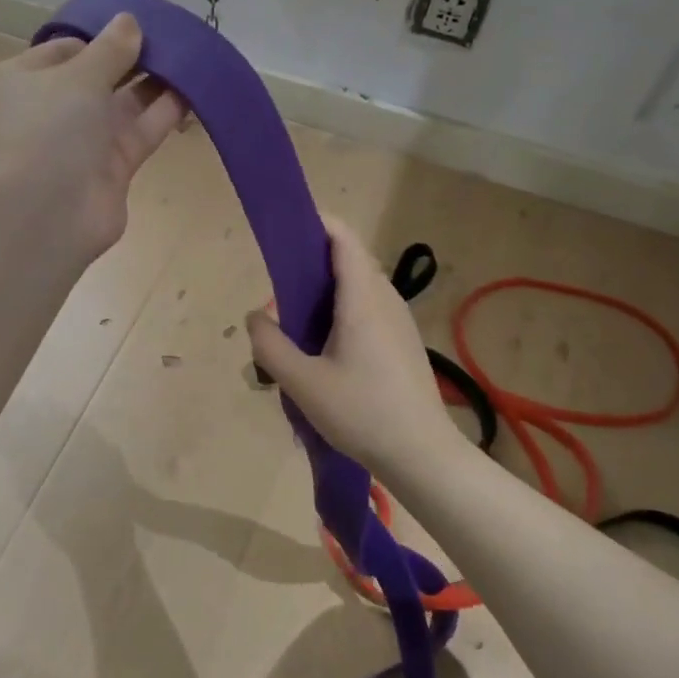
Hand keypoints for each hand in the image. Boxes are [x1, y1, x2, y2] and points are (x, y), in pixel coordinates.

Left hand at [0, 14, 185, 260]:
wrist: (42, 216)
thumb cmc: (46, 131)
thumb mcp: (77, 77)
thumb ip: (109, 49)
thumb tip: (129, 20)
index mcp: (27, 79)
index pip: (67, 49)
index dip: (102, 36)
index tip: (139, 23)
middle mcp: (54, 108)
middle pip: (100, 76)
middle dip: (134, 57)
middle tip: (174, 36)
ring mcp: (84, 141)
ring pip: (126, 104)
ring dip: (156, 82)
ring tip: (193, 56)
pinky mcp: (113, 168)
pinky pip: (143, 131)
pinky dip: (167, 112)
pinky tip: (196, 90)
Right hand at [245, 217, 468, 483]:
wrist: (423, 455)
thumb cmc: (362, 413)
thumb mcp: (303, 383)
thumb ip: (270, 345)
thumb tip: (255, 316)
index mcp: (362, 299)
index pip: (342, 238)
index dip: (316, 223)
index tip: (285, 228)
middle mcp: (385, 299)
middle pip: (349, 260)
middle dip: (312, 263)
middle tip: (279, 290)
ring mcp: (399, 321)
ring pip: (359, 287)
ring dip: (327, 291)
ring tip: (297, 322)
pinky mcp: (403, 341)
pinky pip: (369, 308)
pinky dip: (342, 311)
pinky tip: (325, 348)